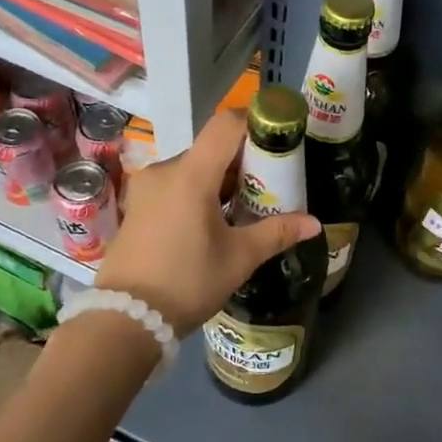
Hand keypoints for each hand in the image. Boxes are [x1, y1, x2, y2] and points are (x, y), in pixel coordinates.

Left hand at [94, 109, 321, 334]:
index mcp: (191, 174)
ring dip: (219, 179)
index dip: (254, 122)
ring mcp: (147, 187)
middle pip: (211, 148)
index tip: (277, 139)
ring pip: (193, 168)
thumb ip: (277, 232)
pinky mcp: (138, 205)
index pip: (226, 124)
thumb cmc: (188, 282)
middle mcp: (165, 170)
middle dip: (242, 161)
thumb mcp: (239, 258)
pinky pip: (175, 184)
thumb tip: (314, 223)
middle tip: (269, 184)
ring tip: (244, 207)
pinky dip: (198, 192)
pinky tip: (213, 221)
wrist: (126, 319)